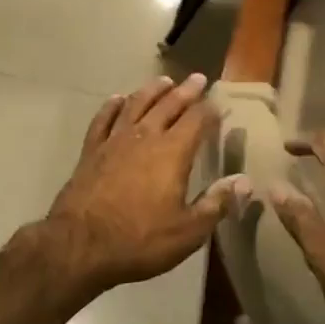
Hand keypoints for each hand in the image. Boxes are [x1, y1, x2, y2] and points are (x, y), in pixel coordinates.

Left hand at [39, 74, 247, 293]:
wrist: (80, 245)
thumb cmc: (140, 240)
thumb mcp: (188, 231)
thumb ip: (217, 203)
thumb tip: (245, 181)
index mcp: (172, 152)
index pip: (197, 121)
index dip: (210, 109)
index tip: (219, 101)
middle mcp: (145, 137)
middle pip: (169, 105)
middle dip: (186, 91)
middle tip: (197, 78)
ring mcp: (115, 140)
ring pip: (137, 104)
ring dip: (152, 90)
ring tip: (163, 80)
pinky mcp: (91, 150)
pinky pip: (104, 119)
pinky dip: (112, 106)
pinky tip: (118, 99)